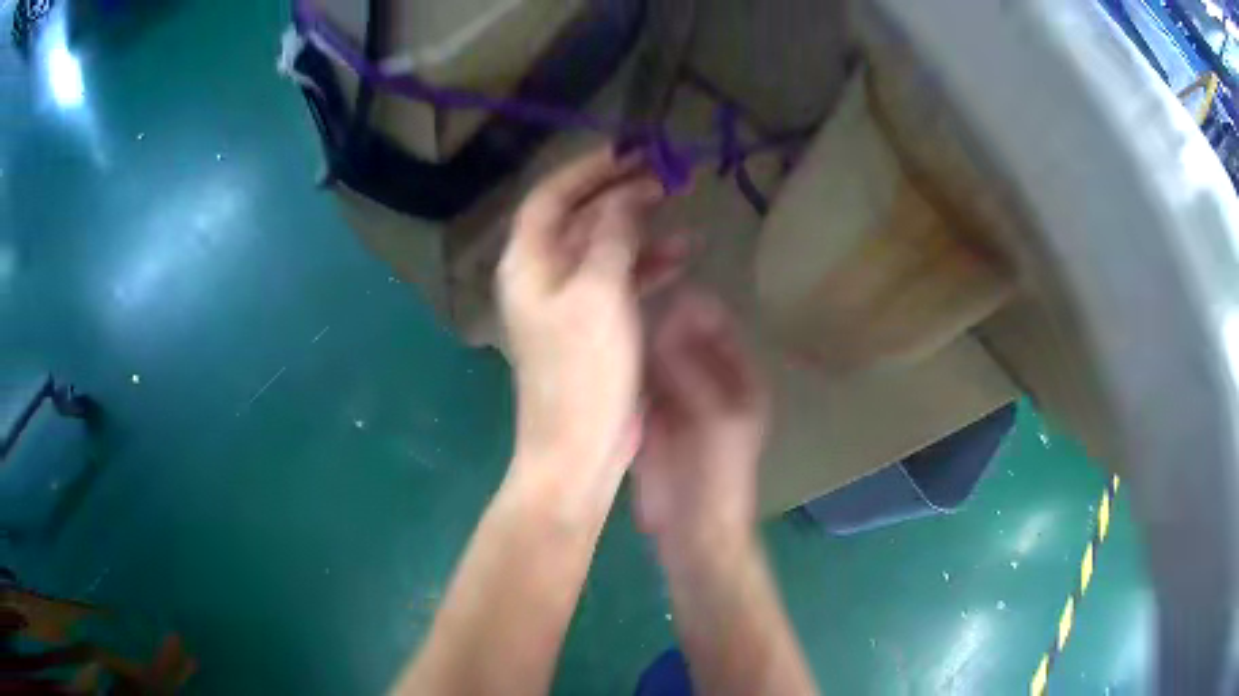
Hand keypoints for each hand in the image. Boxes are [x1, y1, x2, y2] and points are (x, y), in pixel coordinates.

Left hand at [498, 149, 686, 491]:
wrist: (579, 450)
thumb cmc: (583, 372)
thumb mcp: (599, 294)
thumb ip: (612, 236)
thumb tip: (625, 194)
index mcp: (528, 262)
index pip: (551, 195)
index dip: (588, 169)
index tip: (630, 152)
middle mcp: (541, 274)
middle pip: (578, 216)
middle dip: (620, 193)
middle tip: (665, 175)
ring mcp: (566, 300)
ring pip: (602, 246)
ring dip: (638, 226)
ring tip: (680, 210)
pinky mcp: (592, 323)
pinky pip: (617, 278)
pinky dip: (645, 263)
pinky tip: (680, 255)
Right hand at [633, 289, 769, 550]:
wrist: (693, 531)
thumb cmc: (717, 475)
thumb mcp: (715, 418)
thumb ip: (693, 368)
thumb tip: (670, 316)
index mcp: (739, 378)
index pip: (717, 325)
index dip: (693, 305)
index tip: (659, 285)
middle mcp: (710, 381)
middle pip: (684, 337)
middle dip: (659, 319)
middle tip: (625, 298)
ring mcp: (679, 399)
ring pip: (658, 357)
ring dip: (638, 341)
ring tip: (610, 317)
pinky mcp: (652, 417)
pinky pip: (639, 383)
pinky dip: (625, 369)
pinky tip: (603, 353)